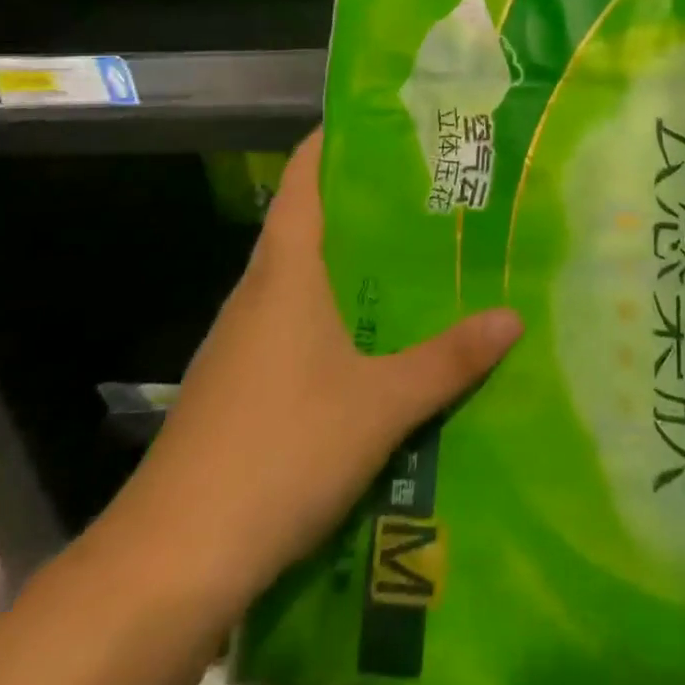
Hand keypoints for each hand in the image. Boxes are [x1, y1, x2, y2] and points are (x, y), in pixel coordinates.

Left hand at [110, 130, 522, 616]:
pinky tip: (376, 341)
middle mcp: (259, 293)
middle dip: (363, 203)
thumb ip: (449, 360)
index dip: (333, 141)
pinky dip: (336, 313)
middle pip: (308, 224)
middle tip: (429, 190)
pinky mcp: (239, 387)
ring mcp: (242, 342)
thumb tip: (514, 316)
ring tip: (415, 256)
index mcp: (285, 272)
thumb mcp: (381, 404)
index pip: (302, 180)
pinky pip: (296, 325)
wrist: (170, 563)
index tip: (382, 121)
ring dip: (351, 263)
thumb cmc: (279, 450)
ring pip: (303, 278)